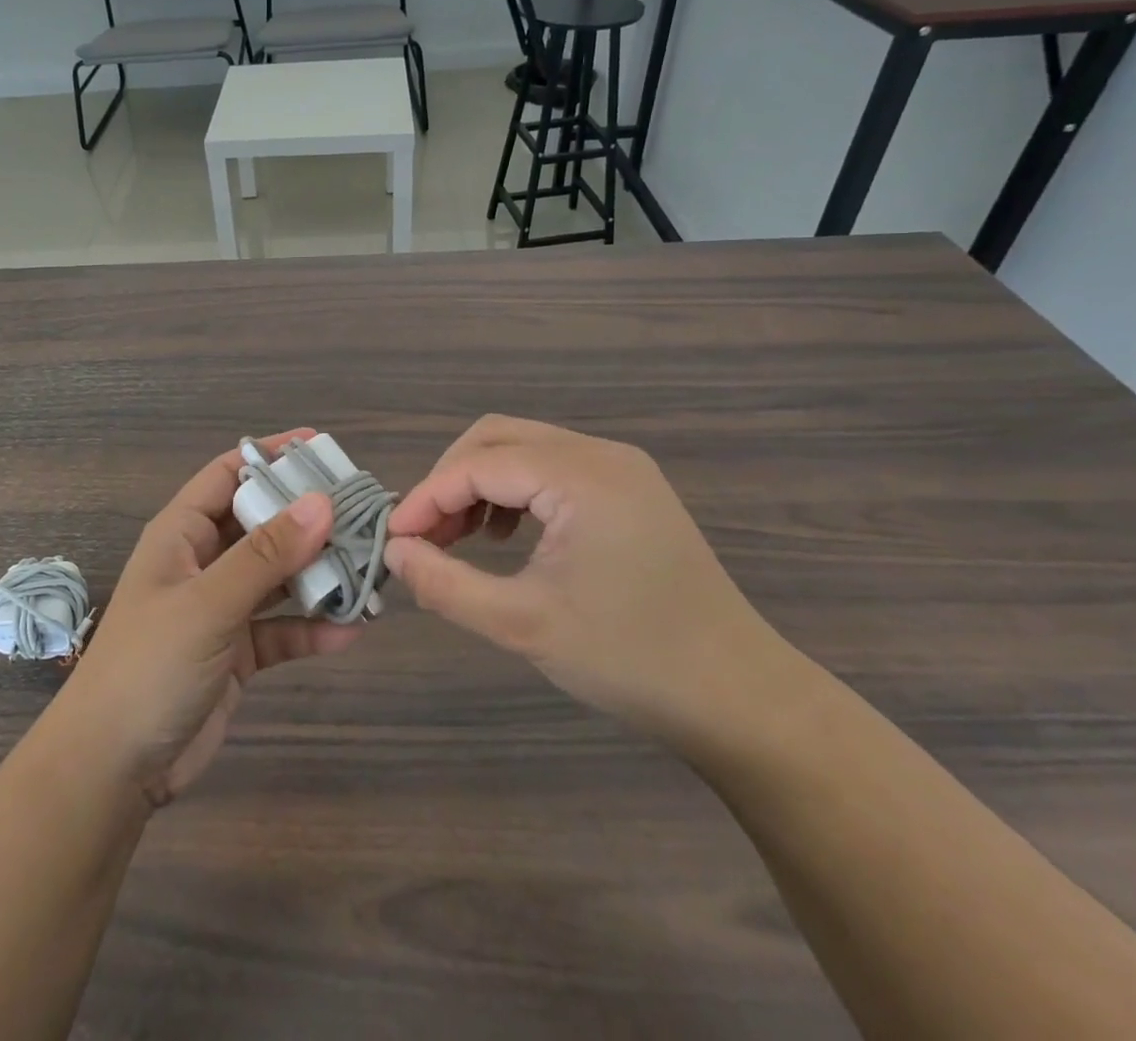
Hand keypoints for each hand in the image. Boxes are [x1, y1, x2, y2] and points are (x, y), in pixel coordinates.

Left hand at [53, 432, 361, 808]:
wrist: (112, 770)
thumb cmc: (149, 666)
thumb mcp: (208, 603)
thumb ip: (266, 554)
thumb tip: (322, 502)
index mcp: (181, 533)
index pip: (228, 474)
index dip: (270, 455)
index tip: (321, 446)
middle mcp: (201, 562)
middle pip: (261, 523)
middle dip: (307, 517)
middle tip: (362, 510)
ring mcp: (219, 608)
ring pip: (276, 576)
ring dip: (317, 574)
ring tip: (369, 567)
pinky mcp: (235, 653)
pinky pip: (280, 628)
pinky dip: (311, 628)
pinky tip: (351, 630)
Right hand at [384, 416, 781, 738]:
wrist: (740, 697)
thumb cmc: (631, 660)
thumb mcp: (522, 625)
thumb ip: (446, 585)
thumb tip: (395, 552)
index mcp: (582, 476)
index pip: (478, 464)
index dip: (427, 498)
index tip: (394, 540)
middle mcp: (601, 454)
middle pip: (497, 438)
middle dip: (450, 481)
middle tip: (426, 536)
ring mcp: (621, 468)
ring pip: (522, 449)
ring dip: (479, 484)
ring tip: (459, 539)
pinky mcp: (629, 489)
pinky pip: (552, 468)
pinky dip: (514, 491)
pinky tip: (505, 536)